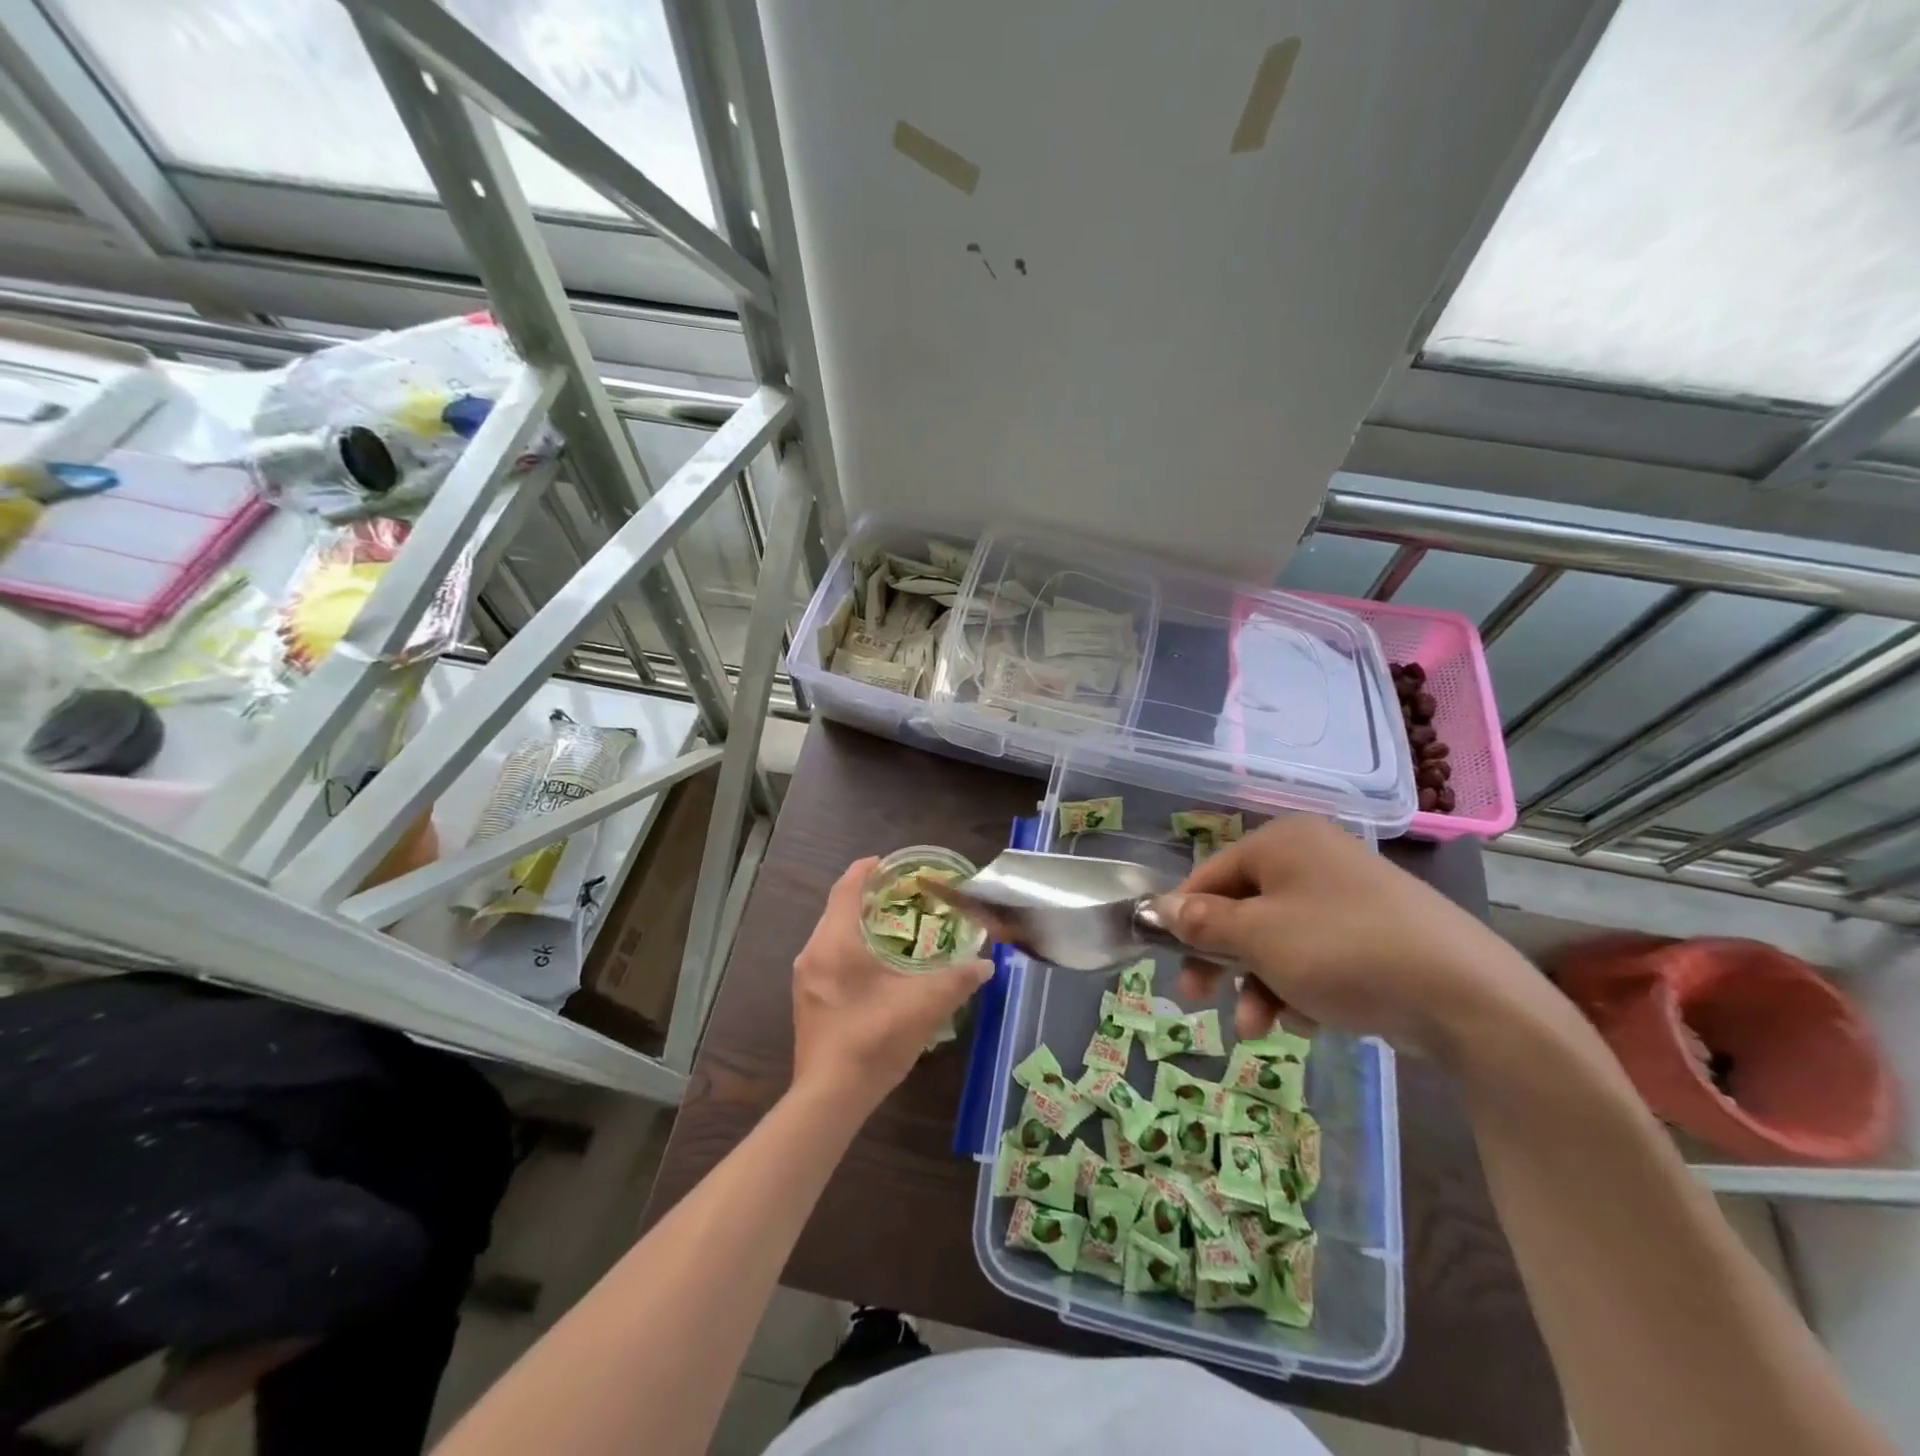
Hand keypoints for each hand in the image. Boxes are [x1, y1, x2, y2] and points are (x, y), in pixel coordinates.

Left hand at [791, 857, 992, 1110]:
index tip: (889, 862)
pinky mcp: (807, 1000)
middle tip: (901, 894)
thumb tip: (986, 964)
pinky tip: (876, 966)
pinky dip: (850, 947)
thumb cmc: (875, 1038)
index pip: (847, 888)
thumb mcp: (925, 1005)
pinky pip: (828, 956)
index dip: (866, 870)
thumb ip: (958, 979)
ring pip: (831, 934)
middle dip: (866, 896)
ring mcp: (806, 978)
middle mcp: (813, 953)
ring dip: (858, 923)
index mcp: (836, 942)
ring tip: (893, 925)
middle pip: (837, 909)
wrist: (831, 1097)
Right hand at [1160, 817, 1544, 1065]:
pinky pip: (1318, 955)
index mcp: (1283, 842)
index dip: (1182, 916)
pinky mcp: (1378, 934)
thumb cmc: (1342, 951)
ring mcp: (1350, 896)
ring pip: (1279, 939)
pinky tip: (1311, 1021)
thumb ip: (1203, 922)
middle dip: (1221, 960)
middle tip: (1197, 999)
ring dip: (1259, 984)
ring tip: (1260, 1030)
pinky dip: (1302, 987)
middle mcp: (1314, 858)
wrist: (1468, 997)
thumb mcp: (1258, 937)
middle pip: (1243, 909)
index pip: (1210, 873)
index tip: (1164, 959)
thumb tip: (1162, 907)